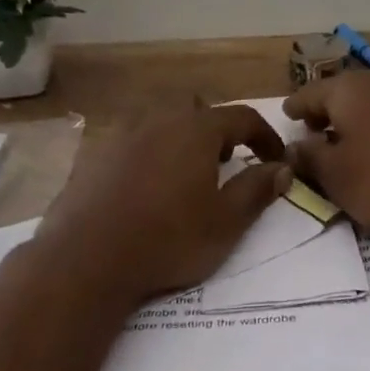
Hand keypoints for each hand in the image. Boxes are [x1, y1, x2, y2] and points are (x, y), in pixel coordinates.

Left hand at [39, 100, 292, 303]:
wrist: (87, 259)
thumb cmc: (168, 239)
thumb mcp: (225, 222)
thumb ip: (256, 190)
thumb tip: (282, 168)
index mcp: (196, 129)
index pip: (242, 117)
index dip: (265, 136)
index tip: (276, 160)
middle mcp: (159, 120)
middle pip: (198, 111)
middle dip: (218, 131)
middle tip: (226, 163)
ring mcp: (122, 134)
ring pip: (162, 123)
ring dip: (181, 140)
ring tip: (185, 176)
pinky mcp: (96, 155)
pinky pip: (133, 142)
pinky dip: (149, 155)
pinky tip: (145, 189)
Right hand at [283, 73, 369, 232]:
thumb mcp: (338, 177)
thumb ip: (310, 159)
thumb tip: (293, 147)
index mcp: (347, 90)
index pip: (308, 94)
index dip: (295, 108)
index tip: (287, 117)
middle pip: (343, 93)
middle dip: (328, 111)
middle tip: (318, 131)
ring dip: (360, 118)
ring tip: (354, 140)